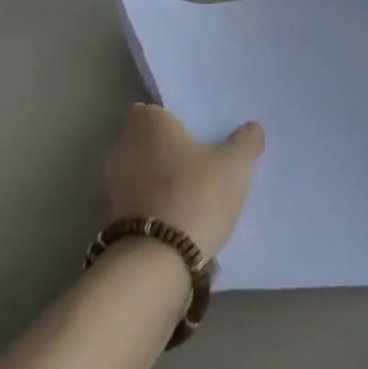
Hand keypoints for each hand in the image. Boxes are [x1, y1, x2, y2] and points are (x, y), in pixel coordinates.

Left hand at [105, 104, 264, 259]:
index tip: (198, 134)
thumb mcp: (234, 166)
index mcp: (148, 122)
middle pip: (149, 139)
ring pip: (144, 169)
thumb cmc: (195, 195)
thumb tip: (253, 127)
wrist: (157, 259)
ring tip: (196, 192)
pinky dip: (156, 202)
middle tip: (203, 161)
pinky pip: (141, 197)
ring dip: (162, 178)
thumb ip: (245, 142)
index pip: (157, 109)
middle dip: (170, 149)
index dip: (176, 120)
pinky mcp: (114, 213)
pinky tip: (181, 216)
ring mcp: (115, 181)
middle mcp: (124, 144)